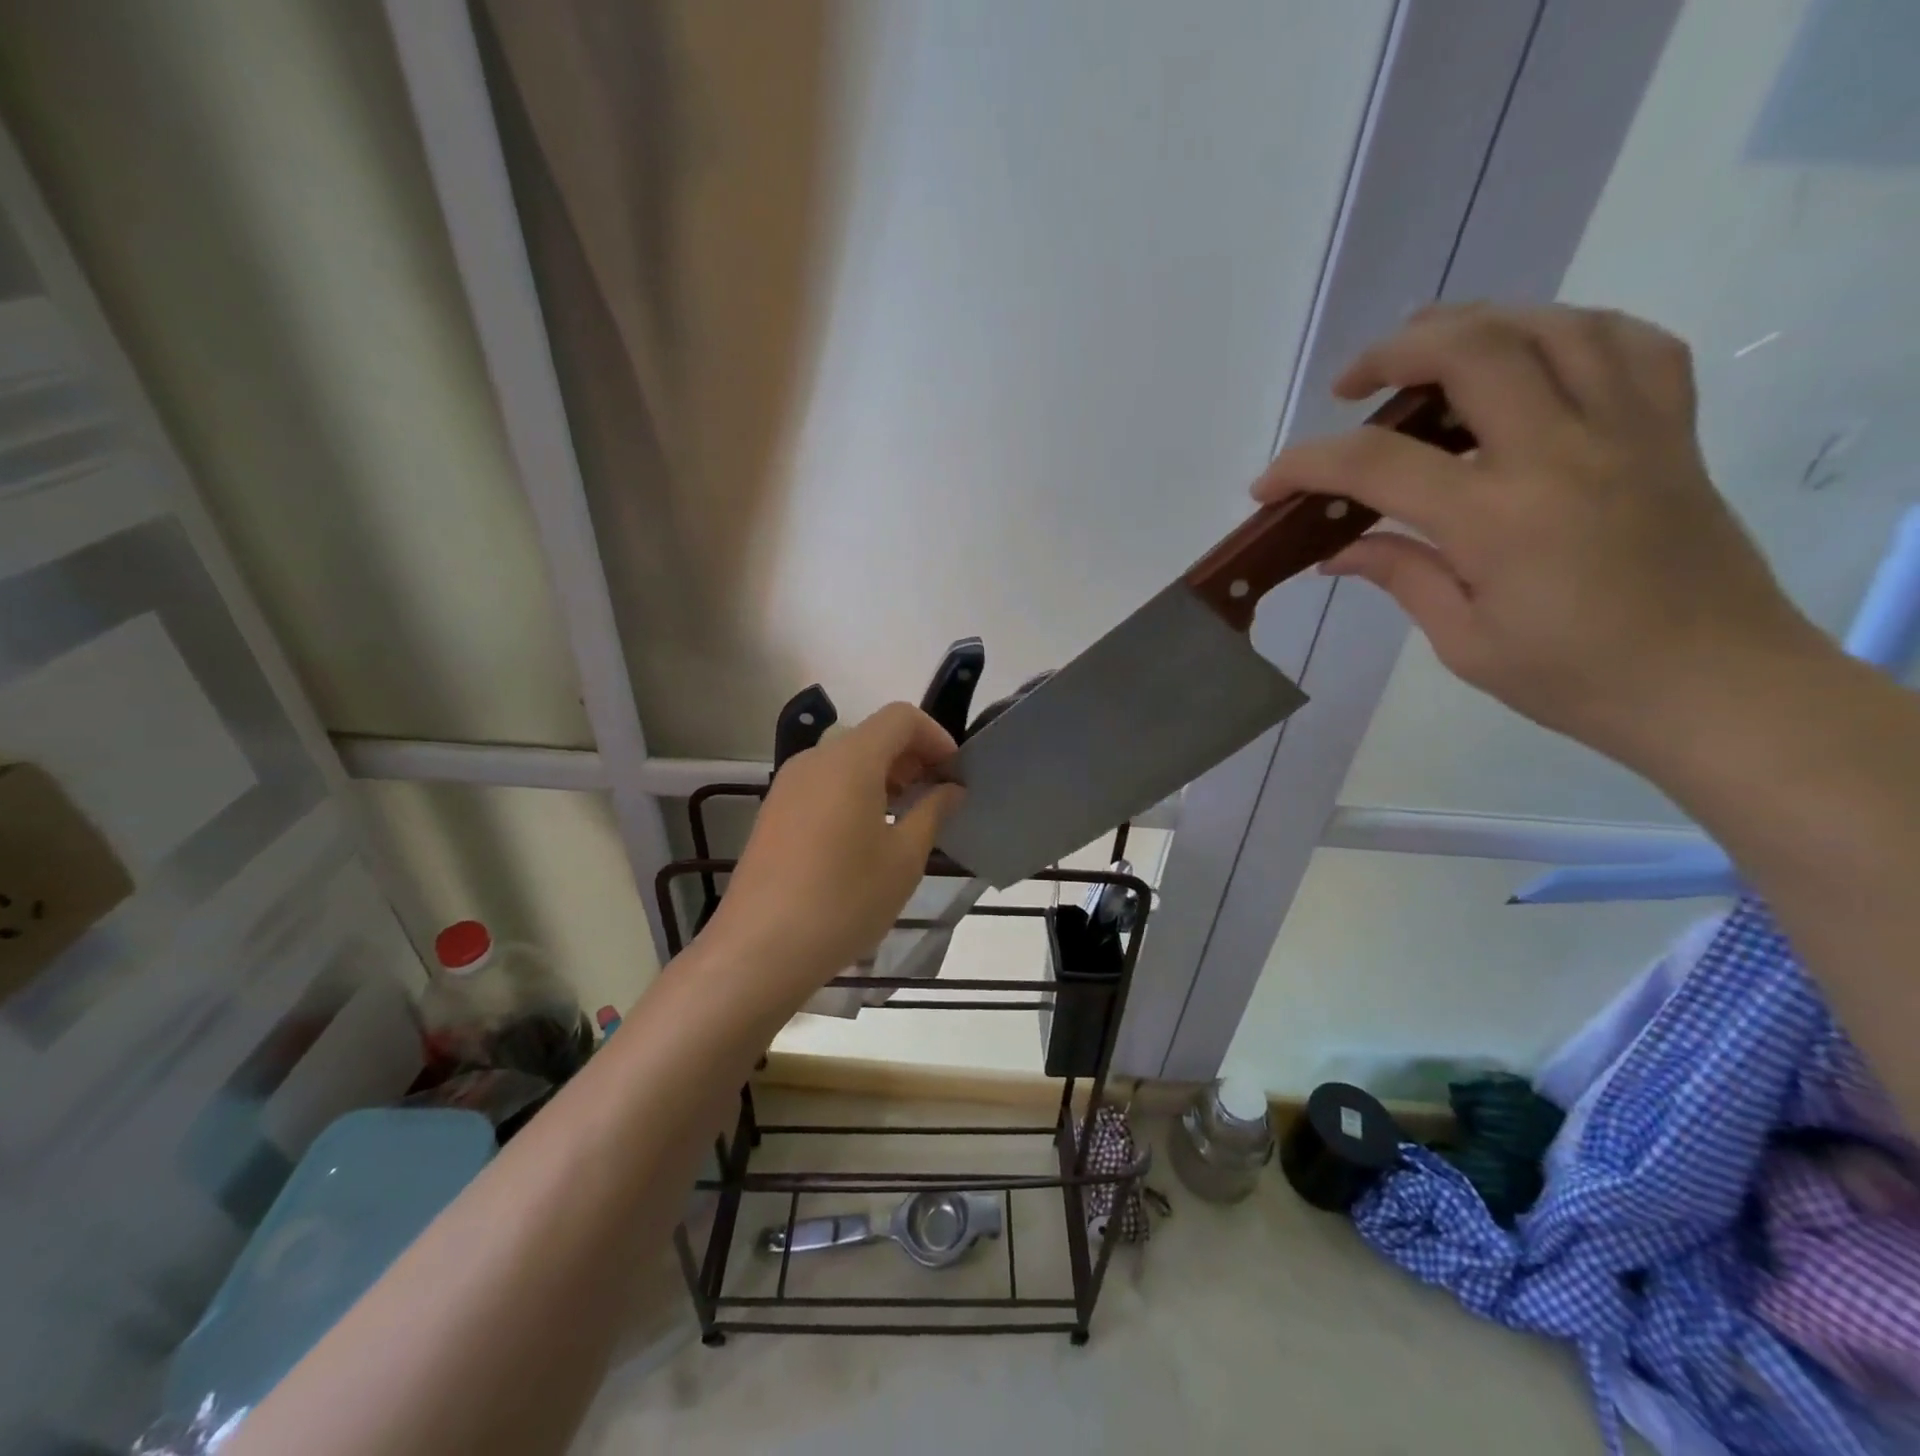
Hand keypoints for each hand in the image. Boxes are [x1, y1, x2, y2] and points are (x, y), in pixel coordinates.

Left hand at [700, 702, 963, 1008]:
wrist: (759, 950)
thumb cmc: (844, 900)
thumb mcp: (904, 859)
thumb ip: (933, 811)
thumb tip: (951, 788)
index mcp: (850, 760)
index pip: (901, 717)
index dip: (936, 737)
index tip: (955, 775)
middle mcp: (814, 760)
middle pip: (873, 736)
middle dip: (912, 758)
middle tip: (937, 799)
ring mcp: (787, 785)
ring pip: (846, 760)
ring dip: (884, 777)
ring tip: (905, 820)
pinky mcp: (773, 812)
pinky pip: (824, 784)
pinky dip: (854, 793)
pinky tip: (865, 838)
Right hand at [1254, 303, 1824, 768]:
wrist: (1714, 684)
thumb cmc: (1575, 678)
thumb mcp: (1464, 641)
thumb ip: (1400, 575)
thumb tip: (1337, 551)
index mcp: (1497, 517)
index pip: (1376, 464)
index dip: (1305, 465)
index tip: (1268, 486)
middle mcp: (1562, 450)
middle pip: (1470, 350)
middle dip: (1391, 352)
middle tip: (1352, 386)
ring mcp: (1628, 428)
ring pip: (1549, 326)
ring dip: (1474, 326)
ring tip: (1429, 354)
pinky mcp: (1670, 429)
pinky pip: (1625, 343)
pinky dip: (1566, 333)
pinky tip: (1530, 358)